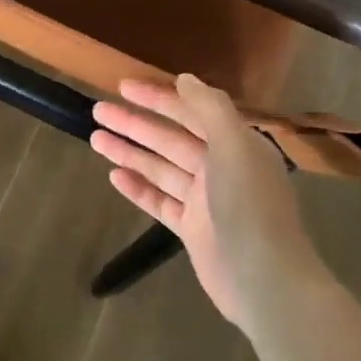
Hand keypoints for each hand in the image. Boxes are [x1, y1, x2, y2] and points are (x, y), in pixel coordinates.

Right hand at [91, 74, 322, 332]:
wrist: (264, 281)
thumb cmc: (249, 207)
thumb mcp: (234, 147)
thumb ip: (210, 109)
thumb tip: (185, 79)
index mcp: (235, 145)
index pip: (191, 112)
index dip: (158, 98)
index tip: (123, 87)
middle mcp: (220, 168)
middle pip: (170, 139)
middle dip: (134, 124)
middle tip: (97, 110)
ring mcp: (205, 201)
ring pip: (160, 168)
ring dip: (129, 152)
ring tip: (95, 138)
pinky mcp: (192, 229)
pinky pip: (159, 200)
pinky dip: (138, 188)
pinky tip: (114, 176)